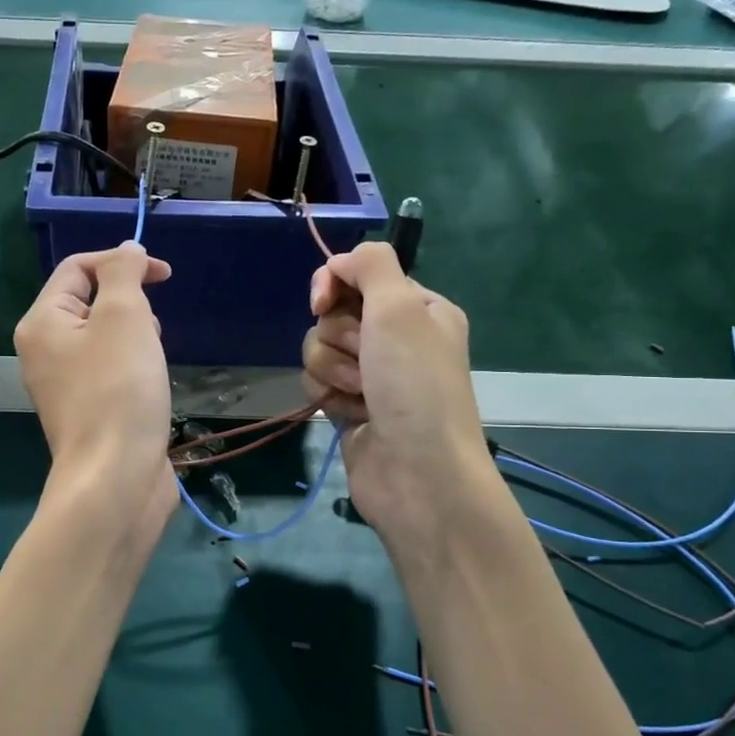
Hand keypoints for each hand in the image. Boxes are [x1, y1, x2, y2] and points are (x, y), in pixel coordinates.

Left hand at [14, 243, 176, 533]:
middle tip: (150, 331)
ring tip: (153, 362)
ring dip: (137, 338)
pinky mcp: (89, 412)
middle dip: (130, 305)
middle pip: (91, 303)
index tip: (164, 276)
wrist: (116, 479)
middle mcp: (45, 352)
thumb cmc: (119, 390)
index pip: (77, 268)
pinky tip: (152, 388)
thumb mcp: (124, 317)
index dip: (121, 261)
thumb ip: (123, 274)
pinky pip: (112, 372)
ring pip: (106, 339)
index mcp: (43, 323)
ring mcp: (66, 386)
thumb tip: (126, 250)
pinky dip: (135, 369)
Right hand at [301, 242, 494, 539]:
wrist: (417, 473)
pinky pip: (317, 384)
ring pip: (318, 350)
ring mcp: (372, 375)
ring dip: (332, 370)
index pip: (359, 275)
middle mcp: (395, 338)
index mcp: (417, 308)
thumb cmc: (414, 384)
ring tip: (361, 395)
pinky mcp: (350, 407)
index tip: (320, 302)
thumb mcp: (400, 307)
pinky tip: (351, 415)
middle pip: (332, 314)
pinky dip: (329, 397)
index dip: (333, 284)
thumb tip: (339, 262)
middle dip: (338, 337)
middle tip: (365, 360)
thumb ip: (370, 264)